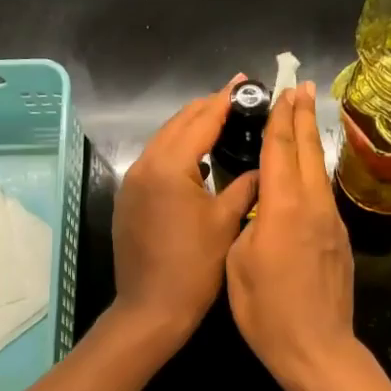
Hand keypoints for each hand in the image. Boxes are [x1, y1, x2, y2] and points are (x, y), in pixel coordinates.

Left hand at [110, 75, 259, 347]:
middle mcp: (144, 165)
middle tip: (236, 97)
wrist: (151, 309)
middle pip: (178, 124)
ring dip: (190, 128)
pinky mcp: (128, 200)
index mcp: (170, 166)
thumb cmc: (194, 267)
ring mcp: (132, 183)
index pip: (202, 120)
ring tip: (220, 121)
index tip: (245, 81)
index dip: (225, 99)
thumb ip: (245, 186)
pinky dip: (176, 152)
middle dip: (206, 108)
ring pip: (163, 141)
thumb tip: (262, 167)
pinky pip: (154, 163)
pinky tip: (197, 159)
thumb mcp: (226, 222)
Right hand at [226, 82, 359, 390]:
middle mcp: (313, 206)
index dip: (281, 118)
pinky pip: (323, 196)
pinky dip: (313, 173)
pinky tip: (307, 174)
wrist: (316, 348)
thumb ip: (248, 224)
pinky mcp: (339, 241)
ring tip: (306, 118)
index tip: (284, 91)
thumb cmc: (266, 310)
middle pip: (308, 152)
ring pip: (319, 172)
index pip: (281, 151)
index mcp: (284, 208)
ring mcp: (331, 223)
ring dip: (311, 142)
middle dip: (303, 117)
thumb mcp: (239, 263)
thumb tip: (260, 207)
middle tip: (303, 86)